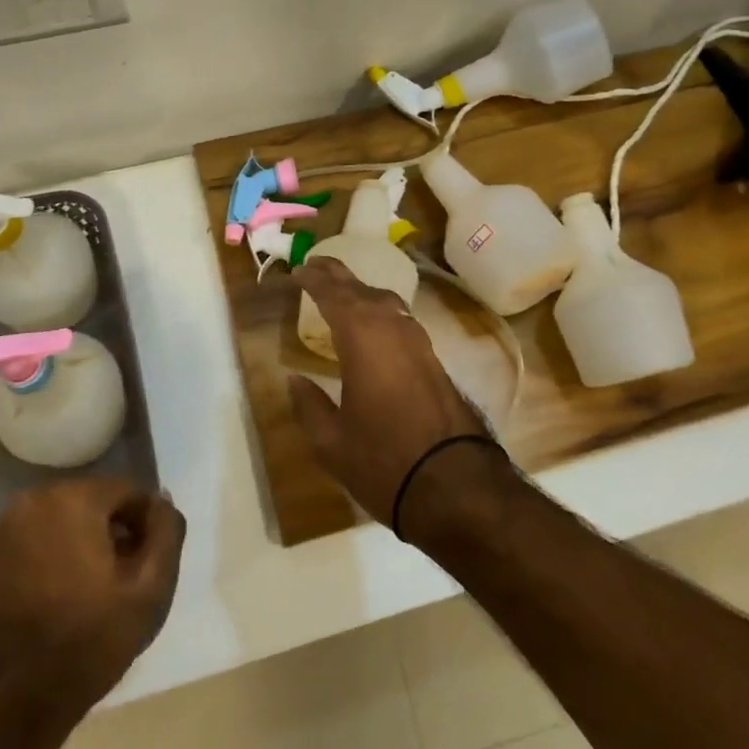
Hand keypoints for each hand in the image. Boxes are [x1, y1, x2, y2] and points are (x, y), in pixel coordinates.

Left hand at [0, 479, 184, 728]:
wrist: (4, 707)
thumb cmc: (85, 644)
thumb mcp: (149, 591)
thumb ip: (167, 533)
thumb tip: (163, 501)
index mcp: (74, 497)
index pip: (131, 492)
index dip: (148, 526)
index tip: (150, 566)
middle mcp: (37, 497)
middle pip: (99, 502)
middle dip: (118, 532)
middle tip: (128, 581)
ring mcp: (9, 525)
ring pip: (71, 519)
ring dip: (91, 543)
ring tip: (99, 593)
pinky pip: (44, 537)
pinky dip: (62, 555)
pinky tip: (69, 596)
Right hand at [289, 256, 489, 527]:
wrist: (455, 484)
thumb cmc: (384, 460)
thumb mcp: (332, 442)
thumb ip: (309, 405)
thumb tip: (293, 380)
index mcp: (362, 336)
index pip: (333, 293)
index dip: (312, 279)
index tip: (296, 272)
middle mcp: (392, 327)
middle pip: (360, 288)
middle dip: (336, 275)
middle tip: (315, 265)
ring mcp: (418, 341)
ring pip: (385, 301)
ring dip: (360, 291)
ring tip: (341, 293)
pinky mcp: (433, 358)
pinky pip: (399, 319)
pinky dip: (379, 312)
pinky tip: (374, 326)